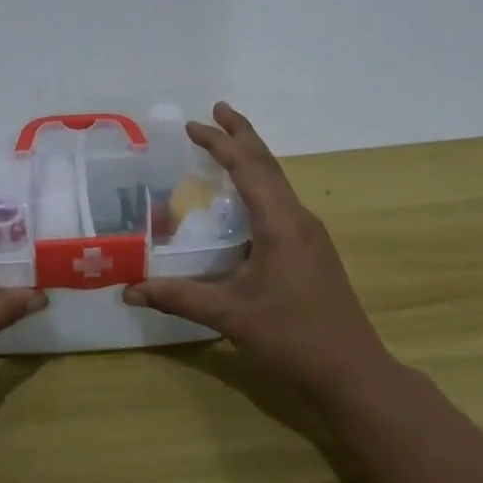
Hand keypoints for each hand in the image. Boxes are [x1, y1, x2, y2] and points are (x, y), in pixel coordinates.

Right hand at [124, 103, 386, 402]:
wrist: (353, 372)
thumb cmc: (292, 337)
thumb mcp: (230, 315)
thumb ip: (178, 298)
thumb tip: (129, 290)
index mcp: (281, 223)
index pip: (247, 168)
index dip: (219, 143)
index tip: (192, 124)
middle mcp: (299, 219)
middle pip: (268, 164)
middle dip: (242, 134)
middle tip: (217, 110)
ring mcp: (311, 236)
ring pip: (278, 183)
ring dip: (253, 159)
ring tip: (229, 144)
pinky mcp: (313, 252)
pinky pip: (282, 203)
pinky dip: (260, 185)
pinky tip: (247, 201)